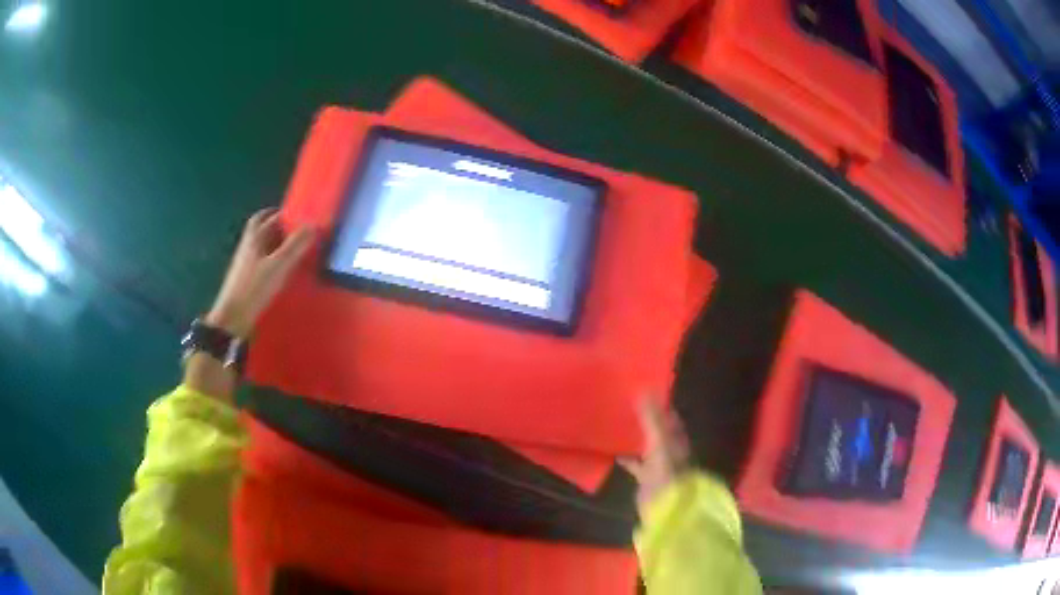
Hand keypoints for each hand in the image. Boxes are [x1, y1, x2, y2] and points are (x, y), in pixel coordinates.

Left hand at [207, 208, 314, 338]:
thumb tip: (314, 225)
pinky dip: (271, 260)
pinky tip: (281, 270)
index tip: (296, 215)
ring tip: (292, 248)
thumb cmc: (254, 289)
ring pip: (260, 246)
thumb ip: (296, 246)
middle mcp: (247, 247)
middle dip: (276, 226)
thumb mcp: (278, 266)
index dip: (280, 213)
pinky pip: (260, 262)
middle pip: (261, 229)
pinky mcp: (246, 281)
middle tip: (294, 229)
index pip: (265, 217)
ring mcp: (244, 265)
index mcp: (254, 238)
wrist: (232, 320)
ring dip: (274, 243)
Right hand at [621, 400, 691, 508]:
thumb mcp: (658, 439)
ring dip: (635, 436)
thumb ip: (651, 417)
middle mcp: (670, 448)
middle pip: (657, 429)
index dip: (659, 403)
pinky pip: (635, 463)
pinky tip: (613, 450)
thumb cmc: (665, 468)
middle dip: (645, 419)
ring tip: (618, 423)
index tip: (643, 391)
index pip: (669, 415)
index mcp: (677, 437)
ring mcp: (658, 463)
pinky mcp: (646, 476)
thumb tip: (643, 390)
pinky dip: (626, 456)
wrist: (664, 501)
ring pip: (646, 445)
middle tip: (626, 404)